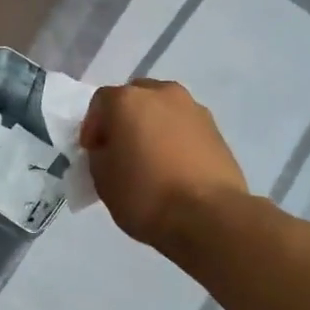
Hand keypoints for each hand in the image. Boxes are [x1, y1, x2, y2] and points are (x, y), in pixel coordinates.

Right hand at [80, 79, 248, 252]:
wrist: (207, 216)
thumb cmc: (144, 194)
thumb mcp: (102, 178)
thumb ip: (100, 154)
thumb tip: (110, 148)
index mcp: (127, 100)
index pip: (100, 102)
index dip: (92, 127)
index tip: (93, 152)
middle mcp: (162, 93)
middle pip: (135, 98)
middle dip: (124, 119)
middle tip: (121, 149)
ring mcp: (193, 109)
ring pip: (163, 110)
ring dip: (153, 126)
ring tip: (151, 159)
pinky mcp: (217, 129)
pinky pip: (185, 126)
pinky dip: (175, 139)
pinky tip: (174, 167)